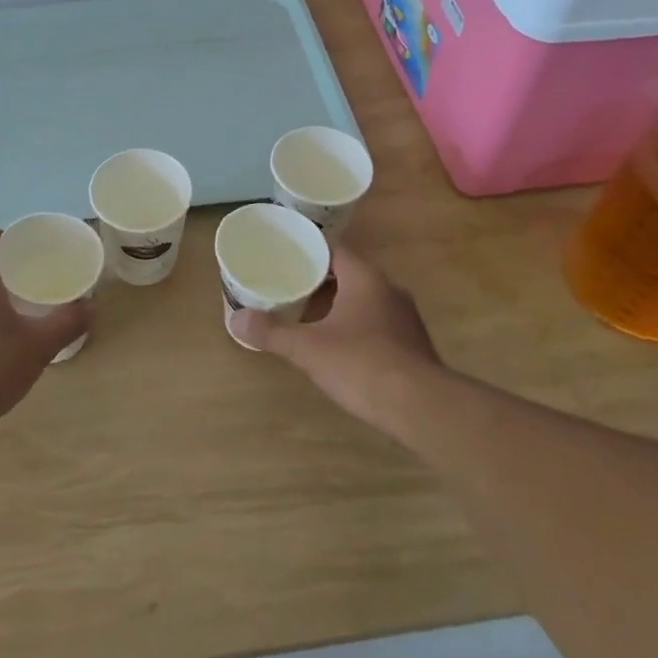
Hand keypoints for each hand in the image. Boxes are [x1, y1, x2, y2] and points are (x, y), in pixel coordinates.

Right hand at [233, 246, 444, 436]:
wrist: (422, 407)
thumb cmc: (362, 364)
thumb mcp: (308, 349)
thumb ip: (273, 332)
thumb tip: (236, 319)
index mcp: (365, 278)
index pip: (335, 249)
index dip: (310, 250)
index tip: (286, 255)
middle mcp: (389, 290)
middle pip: (349, 274)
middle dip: (320, 280)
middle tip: (289, 286)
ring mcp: (405, 318)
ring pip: (364, 300)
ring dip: (338, 305)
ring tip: (308, 316)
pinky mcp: (412, 345)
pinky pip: (377, 324)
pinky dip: (356, 327)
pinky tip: (338, 347)